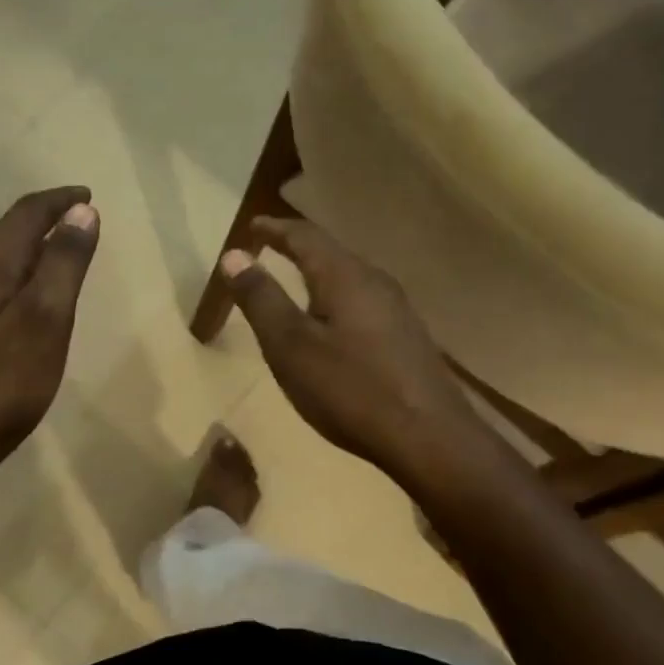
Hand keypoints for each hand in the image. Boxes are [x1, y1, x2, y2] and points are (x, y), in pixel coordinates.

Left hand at [0, 188, 99, 476]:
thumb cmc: (2, 383)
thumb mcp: (45, 320)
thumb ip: (63, 264)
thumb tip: (82, 211)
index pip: (25, 215)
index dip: (59, 201)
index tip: (88, 195)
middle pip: (8, 233)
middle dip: (45, 219)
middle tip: (80, 218)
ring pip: (0, 260)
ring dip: (33, 247)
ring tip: (63, 251)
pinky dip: (22, 276)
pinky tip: (32, 298)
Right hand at [220, 218, 495, 492]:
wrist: (429, 438)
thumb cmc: (351, 390)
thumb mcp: (291, 346)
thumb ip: (261, 299)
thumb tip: (234, 256)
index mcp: (345, 276)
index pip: (305, 236)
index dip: (274, 229)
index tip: (251, 227)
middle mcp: (375, 282)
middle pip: (330, 253)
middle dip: (297, 248)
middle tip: (269, 249)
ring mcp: (397, 310)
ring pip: (349, 279)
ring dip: (318, 275)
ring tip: (294, 283)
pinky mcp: (406, 337)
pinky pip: (362, 303)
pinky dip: (335, 300)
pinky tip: (331, 325)